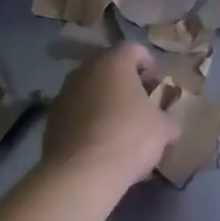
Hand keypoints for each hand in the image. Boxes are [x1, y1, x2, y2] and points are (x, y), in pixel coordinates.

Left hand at [42, 42, 177, 188]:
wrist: (81, 172)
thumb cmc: (129, 138)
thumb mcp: (163, 129)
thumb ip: (168, 119)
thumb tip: (168, 124)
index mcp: (114, 63)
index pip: (133, 48)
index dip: (149, 63)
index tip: (158, 84)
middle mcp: (85, 71)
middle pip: (108, 67)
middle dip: (125, 82)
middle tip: (140, 103)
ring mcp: (64, 94)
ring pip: (90, 89)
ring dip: (104, 101)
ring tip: (119, 126)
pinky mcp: (51, 119)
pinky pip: (76, 112)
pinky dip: (88, 120)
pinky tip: (100, 143)